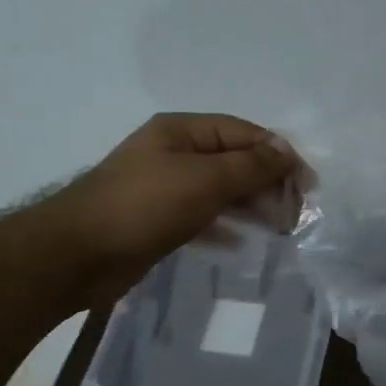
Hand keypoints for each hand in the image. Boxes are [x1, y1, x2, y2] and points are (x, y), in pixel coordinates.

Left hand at [47, 113, 295, 303]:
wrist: (77, 254)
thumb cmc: (145, 206)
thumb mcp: (205, 179)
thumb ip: (251, 165)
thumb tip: (287, 151)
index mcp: (183, 131)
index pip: (244, 133)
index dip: (280, 155)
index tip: (308, 186)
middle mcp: (174, 153)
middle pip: (234, 161)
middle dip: (268, 183)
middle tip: (295, 215)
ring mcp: (164, 187)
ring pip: (220, 190)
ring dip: (252, 206)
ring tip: (280, 229)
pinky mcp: (158, 220)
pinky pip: (202, 217)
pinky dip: (225, 227)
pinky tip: (243, 244)